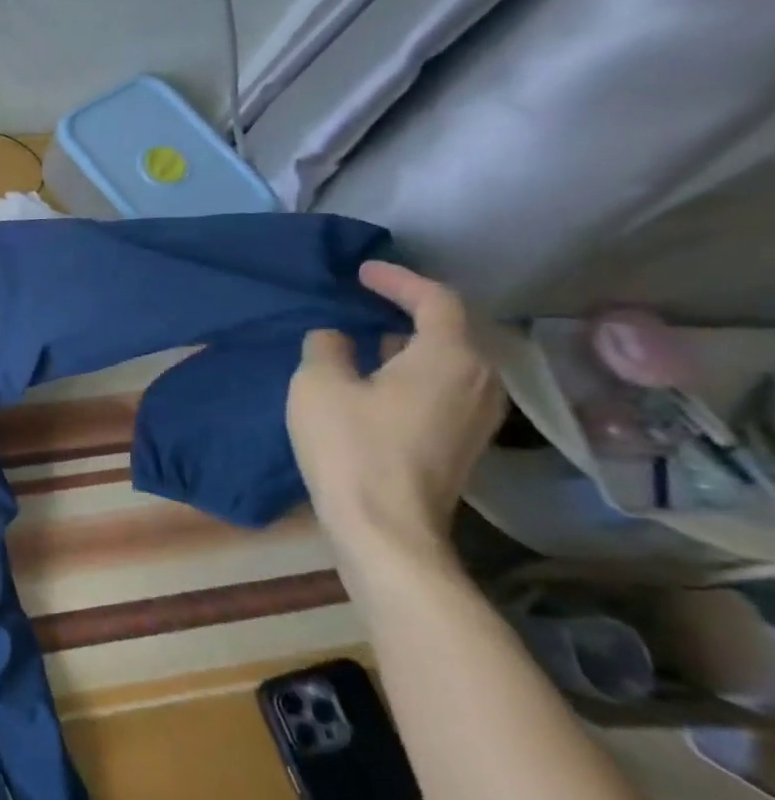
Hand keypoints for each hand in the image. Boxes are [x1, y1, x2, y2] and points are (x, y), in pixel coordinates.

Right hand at [288, 262, 504, 561]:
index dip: (398, 279)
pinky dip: (413, 372)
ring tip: (366, 340)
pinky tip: (378, 381)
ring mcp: (479, 414)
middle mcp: (480, 379)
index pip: (435, 299)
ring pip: (447, 361)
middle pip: (449, 329)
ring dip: (408, 344)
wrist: (386, 527)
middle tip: (363, 302)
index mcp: (448, 356)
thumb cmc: (351, 447)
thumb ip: (327, 347)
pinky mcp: (465, 441)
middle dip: (406, 311)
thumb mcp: (318, 385)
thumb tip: (336, 337)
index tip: (362, 272)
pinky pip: (444, 387)